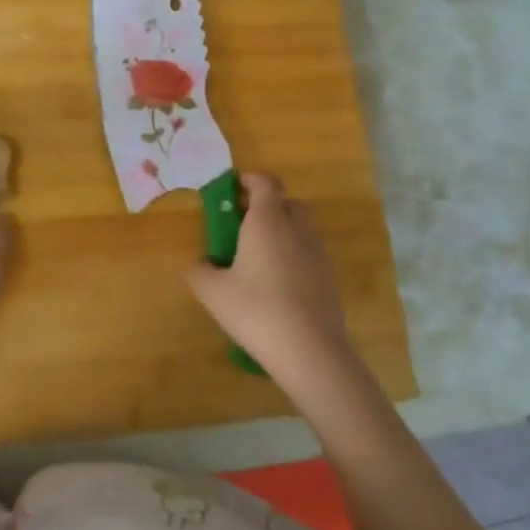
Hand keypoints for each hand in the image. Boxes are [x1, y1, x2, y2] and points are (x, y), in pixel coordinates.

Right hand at [186, 174, 358, 391]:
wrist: (310, 350)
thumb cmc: (256, 311)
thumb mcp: (213, 293)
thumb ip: (199, 271)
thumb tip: (199, 264)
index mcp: (267, 221)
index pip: (265, 182)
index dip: (249, 180)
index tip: (233, 189)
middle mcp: (296, 228)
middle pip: (287, 202)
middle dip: (267, 206)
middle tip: (244, 226)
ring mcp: (318, 252)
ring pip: (301, 228)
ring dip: (283, 232)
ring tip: (259, 259)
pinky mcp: (330, 277)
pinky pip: (309, 253)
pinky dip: (294, 257)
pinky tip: (279, 285)